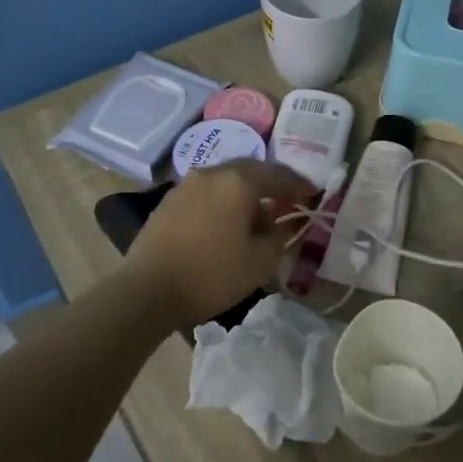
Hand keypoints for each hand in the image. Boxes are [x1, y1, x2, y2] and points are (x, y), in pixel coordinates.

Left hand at [121, 160, 315, 324]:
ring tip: (257, 214)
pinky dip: (224, 201)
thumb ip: (280, 236)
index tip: (314, 195)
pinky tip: (227, 222)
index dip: (300, 185)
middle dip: (272, 184)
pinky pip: (207, 193)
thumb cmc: (212, 274)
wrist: (148, 290)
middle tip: (288, 200)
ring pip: (226, 180)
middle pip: (251, 170)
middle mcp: (212, 173)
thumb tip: (283, 223)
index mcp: (239, 181)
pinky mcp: (169, 201)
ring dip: (246, 193)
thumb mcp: (261, 261)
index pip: (279, 175)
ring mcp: (186, 184)